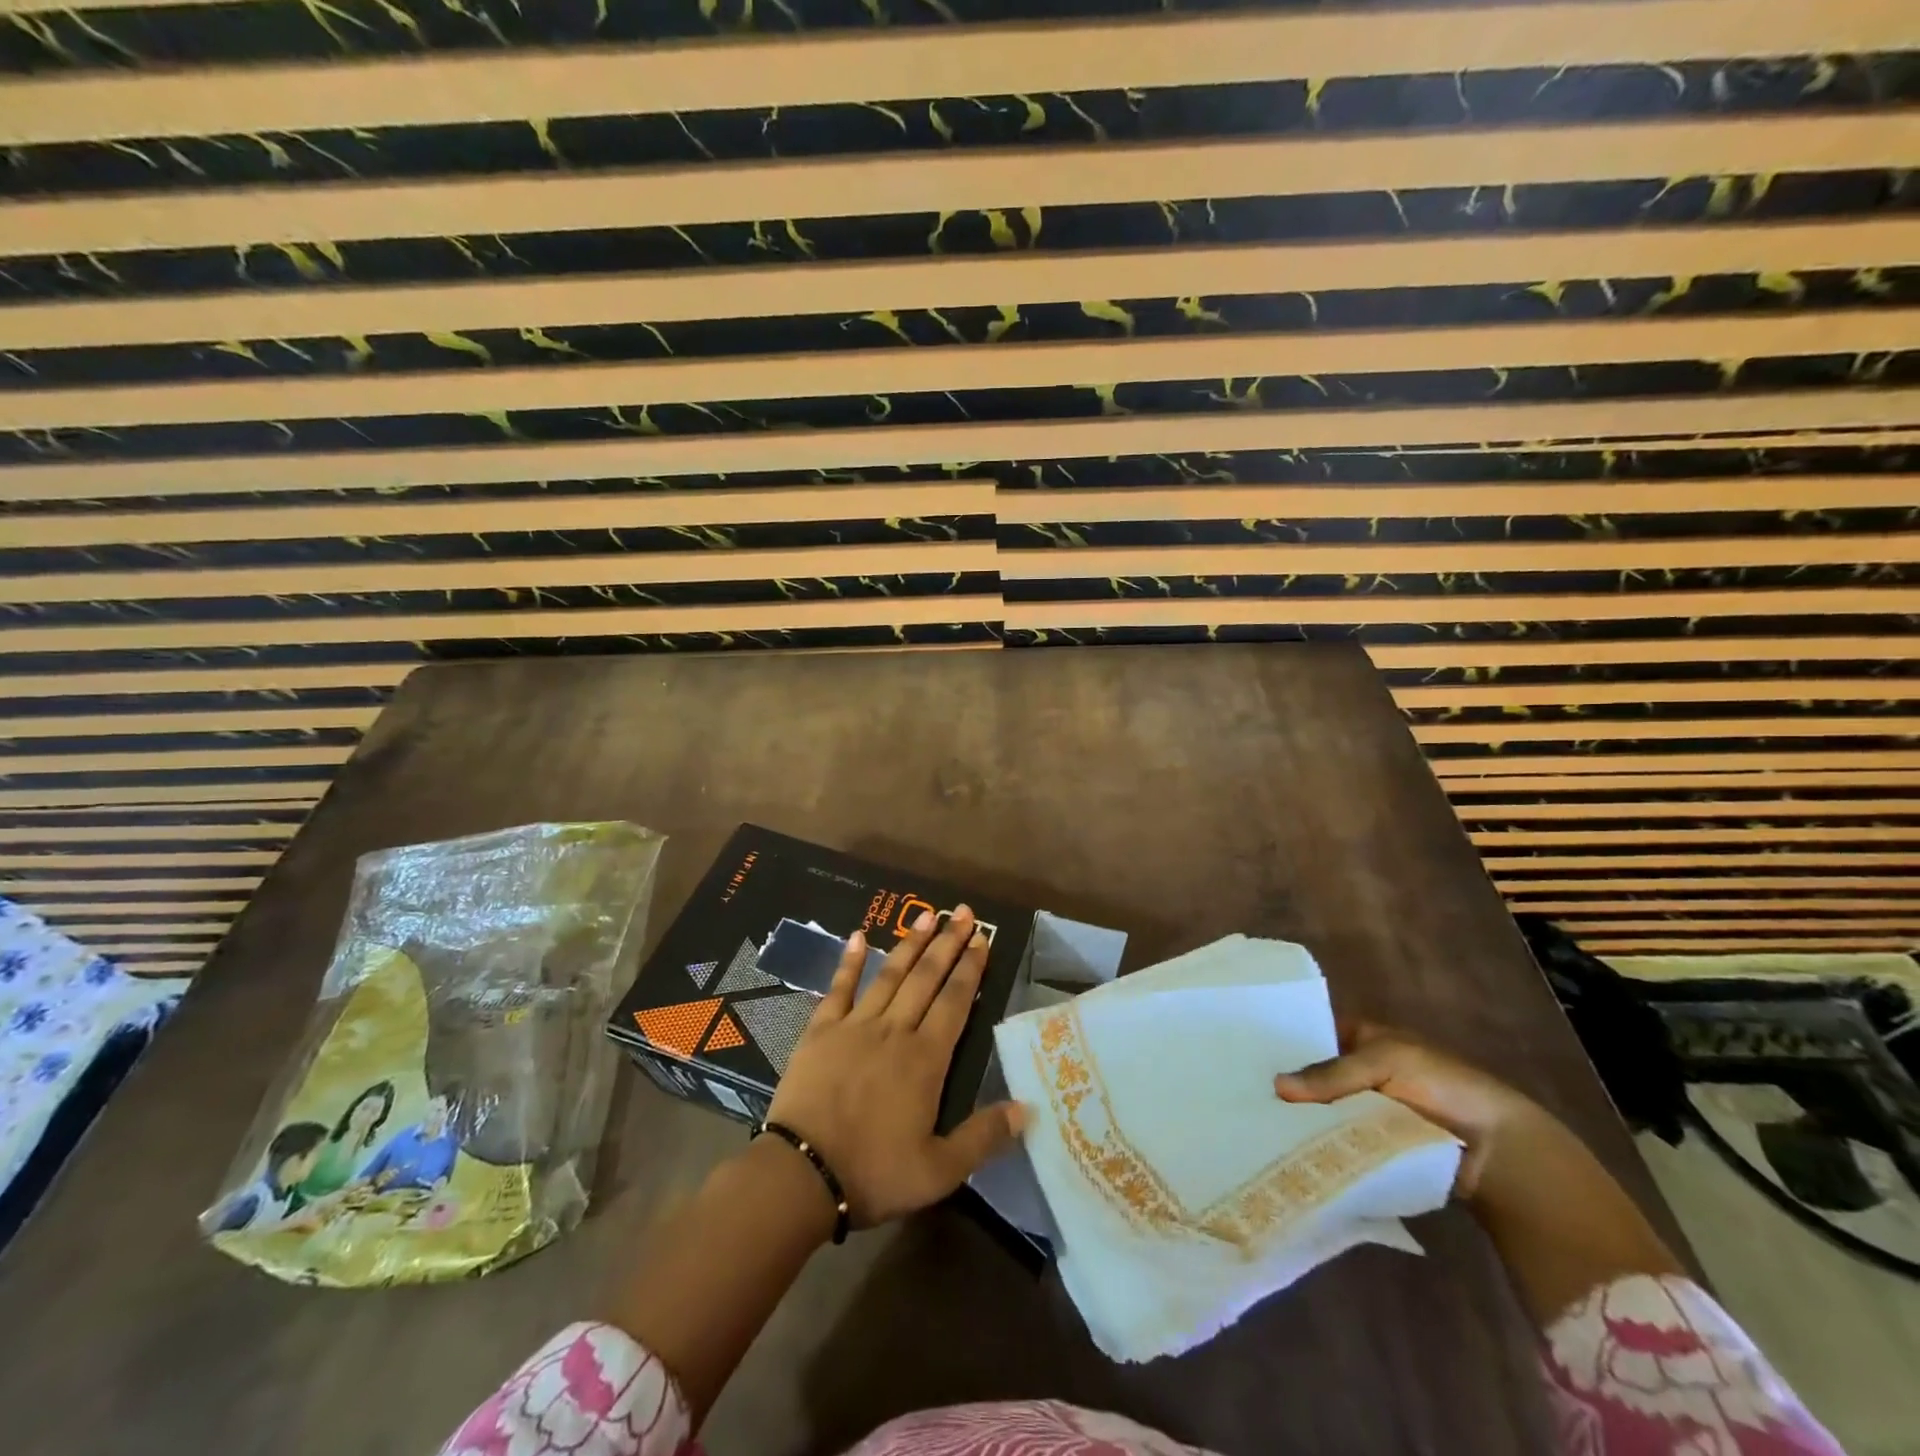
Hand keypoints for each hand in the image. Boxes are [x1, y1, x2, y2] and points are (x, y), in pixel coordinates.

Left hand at [766, 906, 1023, 1227]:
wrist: (802, 1175)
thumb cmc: (874, 1173)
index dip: (971, 968)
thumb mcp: (939, 1171)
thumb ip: (984, 1137)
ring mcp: (855, 1026)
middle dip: (948, 943)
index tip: (982, 938)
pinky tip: (858, 936)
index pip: (955, 1002)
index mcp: (925, 1059)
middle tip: (962, 912)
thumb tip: (1027, 1108)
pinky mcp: (821, 1031)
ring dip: (910, 944)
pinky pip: (839, 988)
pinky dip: (849, 961)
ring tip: (927, 915)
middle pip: (927, 978)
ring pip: (890, 975)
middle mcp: (894, 1030)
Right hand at [1273, 1021, 1549, 1198]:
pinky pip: (1336, 1140)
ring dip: (1299, 1119)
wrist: (1497, 1151)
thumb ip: (1331, 1073)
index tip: (1246, 1055)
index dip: (1283, 1042)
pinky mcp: (1371, 1146)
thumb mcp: (1385, 1062)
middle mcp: (1358, 1071)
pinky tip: (1284, 1148)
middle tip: (1241, 1094)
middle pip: (1313, 1075)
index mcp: (1361, 1038)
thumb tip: (1276, 1086)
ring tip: (1255, 1124)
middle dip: (1287, 1085)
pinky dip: (1317, 1144)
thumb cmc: (1442, 1086)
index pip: (1312, 1034)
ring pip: (1321, 1110)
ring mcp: (1364, 1110)